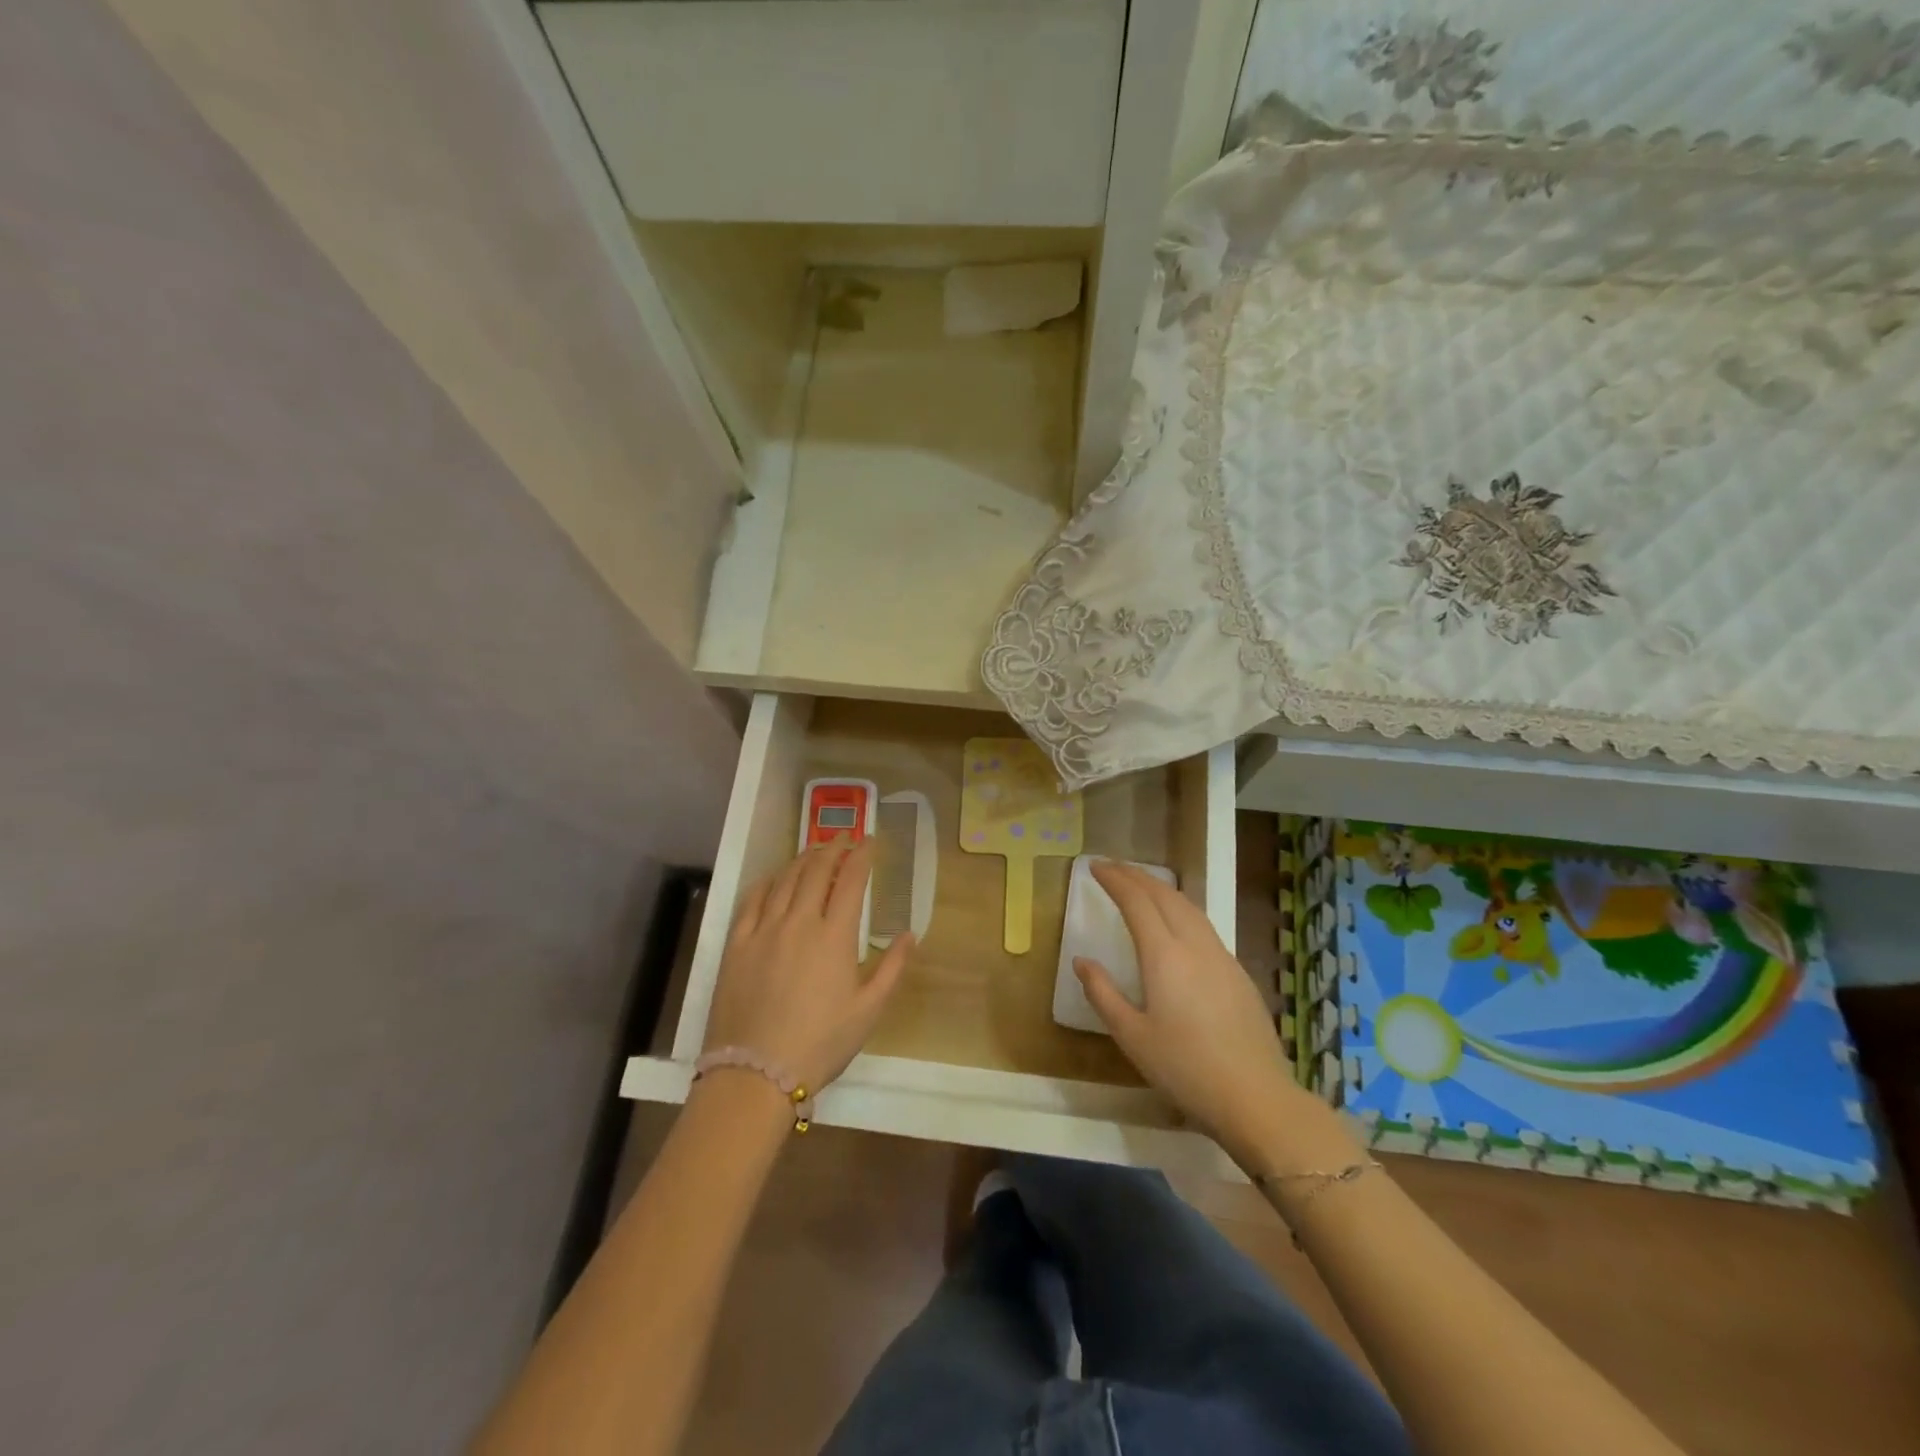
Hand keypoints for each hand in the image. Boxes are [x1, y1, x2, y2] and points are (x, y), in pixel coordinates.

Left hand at [705, 839, 912, 1095]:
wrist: (755, 1073)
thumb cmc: (820, 1043)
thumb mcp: (869, 1010)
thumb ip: (893, 967)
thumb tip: (910, 933)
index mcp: (834, 936)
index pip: (851, 880)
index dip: (862, 856)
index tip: (870, 842)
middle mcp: (799, 921)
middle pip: (816, 870)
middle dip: (833, 849)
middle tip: (843, 840)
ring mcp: (763, 930)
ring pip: (785, 879)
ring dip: (803, 859)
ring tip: (814, 851)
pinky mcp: (736, 944)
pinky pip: (752, 900)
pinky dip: (768, 881)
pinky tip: (775, 878)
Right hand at [1074, 861, 1354, 1173]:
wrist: (1255, 1096)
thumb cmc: (1184, 1068)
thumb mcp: (1131, 1036)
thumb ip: (1103, 993)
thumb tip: (1082, 961)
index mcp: (1164, 955)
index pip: (1136, 902)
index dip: (1115, 880)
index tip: (1095, 867)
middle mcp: (1194, 945)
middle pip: (1165, 895)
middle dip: (1137, 876)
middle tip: (1114, 868)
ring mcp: (1222, 957)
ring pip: (1189, 907)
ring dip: (1162, 889)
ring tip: (1142, 885)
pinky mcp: (1239, 973)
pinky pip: (1204, 925)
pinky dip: (1182, 909)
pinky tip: (1177, 922)